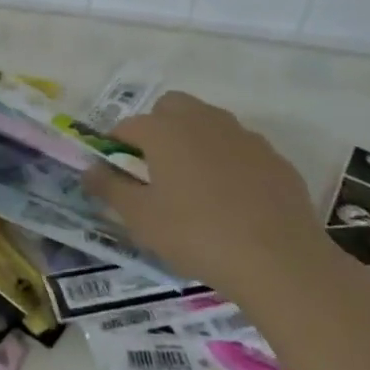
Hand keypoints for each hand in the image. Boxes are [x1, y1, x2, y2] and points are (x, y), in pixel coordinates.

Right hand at [82, 91, 336, 310]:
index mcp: (165, 130)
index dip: (116, 146)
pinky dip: (229, 161)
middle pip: (171, 107)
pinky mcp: (274, 158)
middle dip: (157, 128)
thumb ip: (110, 188)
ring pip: (208, 123)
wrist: (280, 261)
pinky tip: (233, 199)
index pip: (128, 125)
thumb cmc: (197, 235)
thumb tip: (90, 169)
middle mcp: (202, 120)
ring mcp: (243, 136)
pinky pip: (240, 148)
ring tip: (194, 185)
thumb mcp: (141, 218)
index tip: (117, 172)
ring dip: (194, 140)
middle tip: (155, 169)